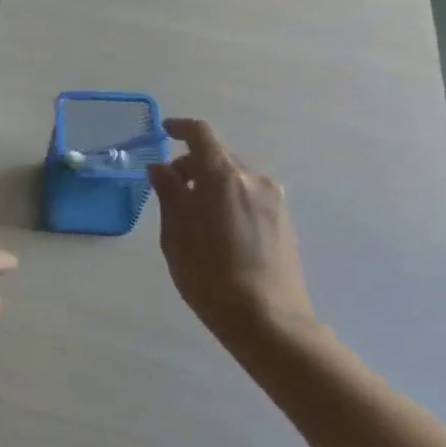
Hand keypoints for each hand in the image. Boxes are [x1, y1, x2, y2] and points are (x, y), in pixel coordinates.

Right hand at [146, 119, 316, 350]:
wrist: (266, 318)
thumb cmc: (208, 275)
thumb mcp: (175, 233)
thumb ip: (168, 193)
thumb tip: (160, 168)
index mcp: (223, 176)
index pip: (201, 134)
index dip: (180, 128)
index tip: (164, 132)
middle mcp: (253, 178)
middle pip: (218, 157)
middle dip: (192, 166)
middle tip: (170, 192)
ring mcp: (274, 199)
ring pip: (235, 177)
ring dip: (212, 185)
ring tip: (195, 217)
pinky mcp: (284, 219)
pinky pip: (250, 195)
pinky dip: (230, 199)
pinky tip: (219, 230)